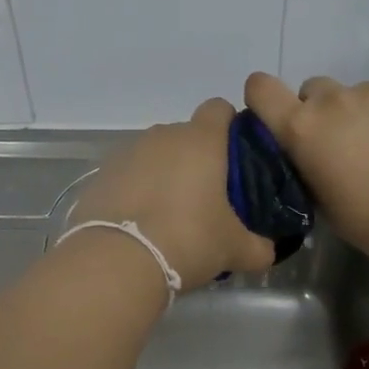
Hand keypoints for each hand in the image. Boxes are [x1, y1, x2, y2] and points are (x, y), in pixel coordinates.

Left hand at [71, 98, 275, 289]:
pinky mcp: (100, 175)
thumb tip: (268, 250)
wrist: (116, 260)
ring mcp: (126, 153)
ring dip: (164, 175)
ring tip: (170, 216)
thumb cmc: (188, 239)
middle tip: (207, 199)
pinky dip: (136, 192)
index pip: (219, 109)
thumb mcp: (235, 249)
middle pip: (186, 136)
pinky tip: (140, 224)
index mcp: (201, 140)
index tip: (236, 157)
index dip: (230, 127)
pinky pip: (127, 176)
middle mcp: (162, 136)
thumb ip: (259, 246)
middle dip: (197, 160)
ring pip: (154, 156)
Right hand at [243, 73, 368, 268]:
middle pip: (314, 90)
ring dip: (362, 115)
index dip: (265, 98)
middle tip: (343, 145)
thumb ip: (305, 164)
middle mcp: (335, 100)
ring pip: (358, 94)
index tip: (277, 116)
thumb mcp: (320, 201)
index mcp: (303, 128)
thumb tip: (308, 153)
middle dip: (321, 111)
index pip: (261, 88)